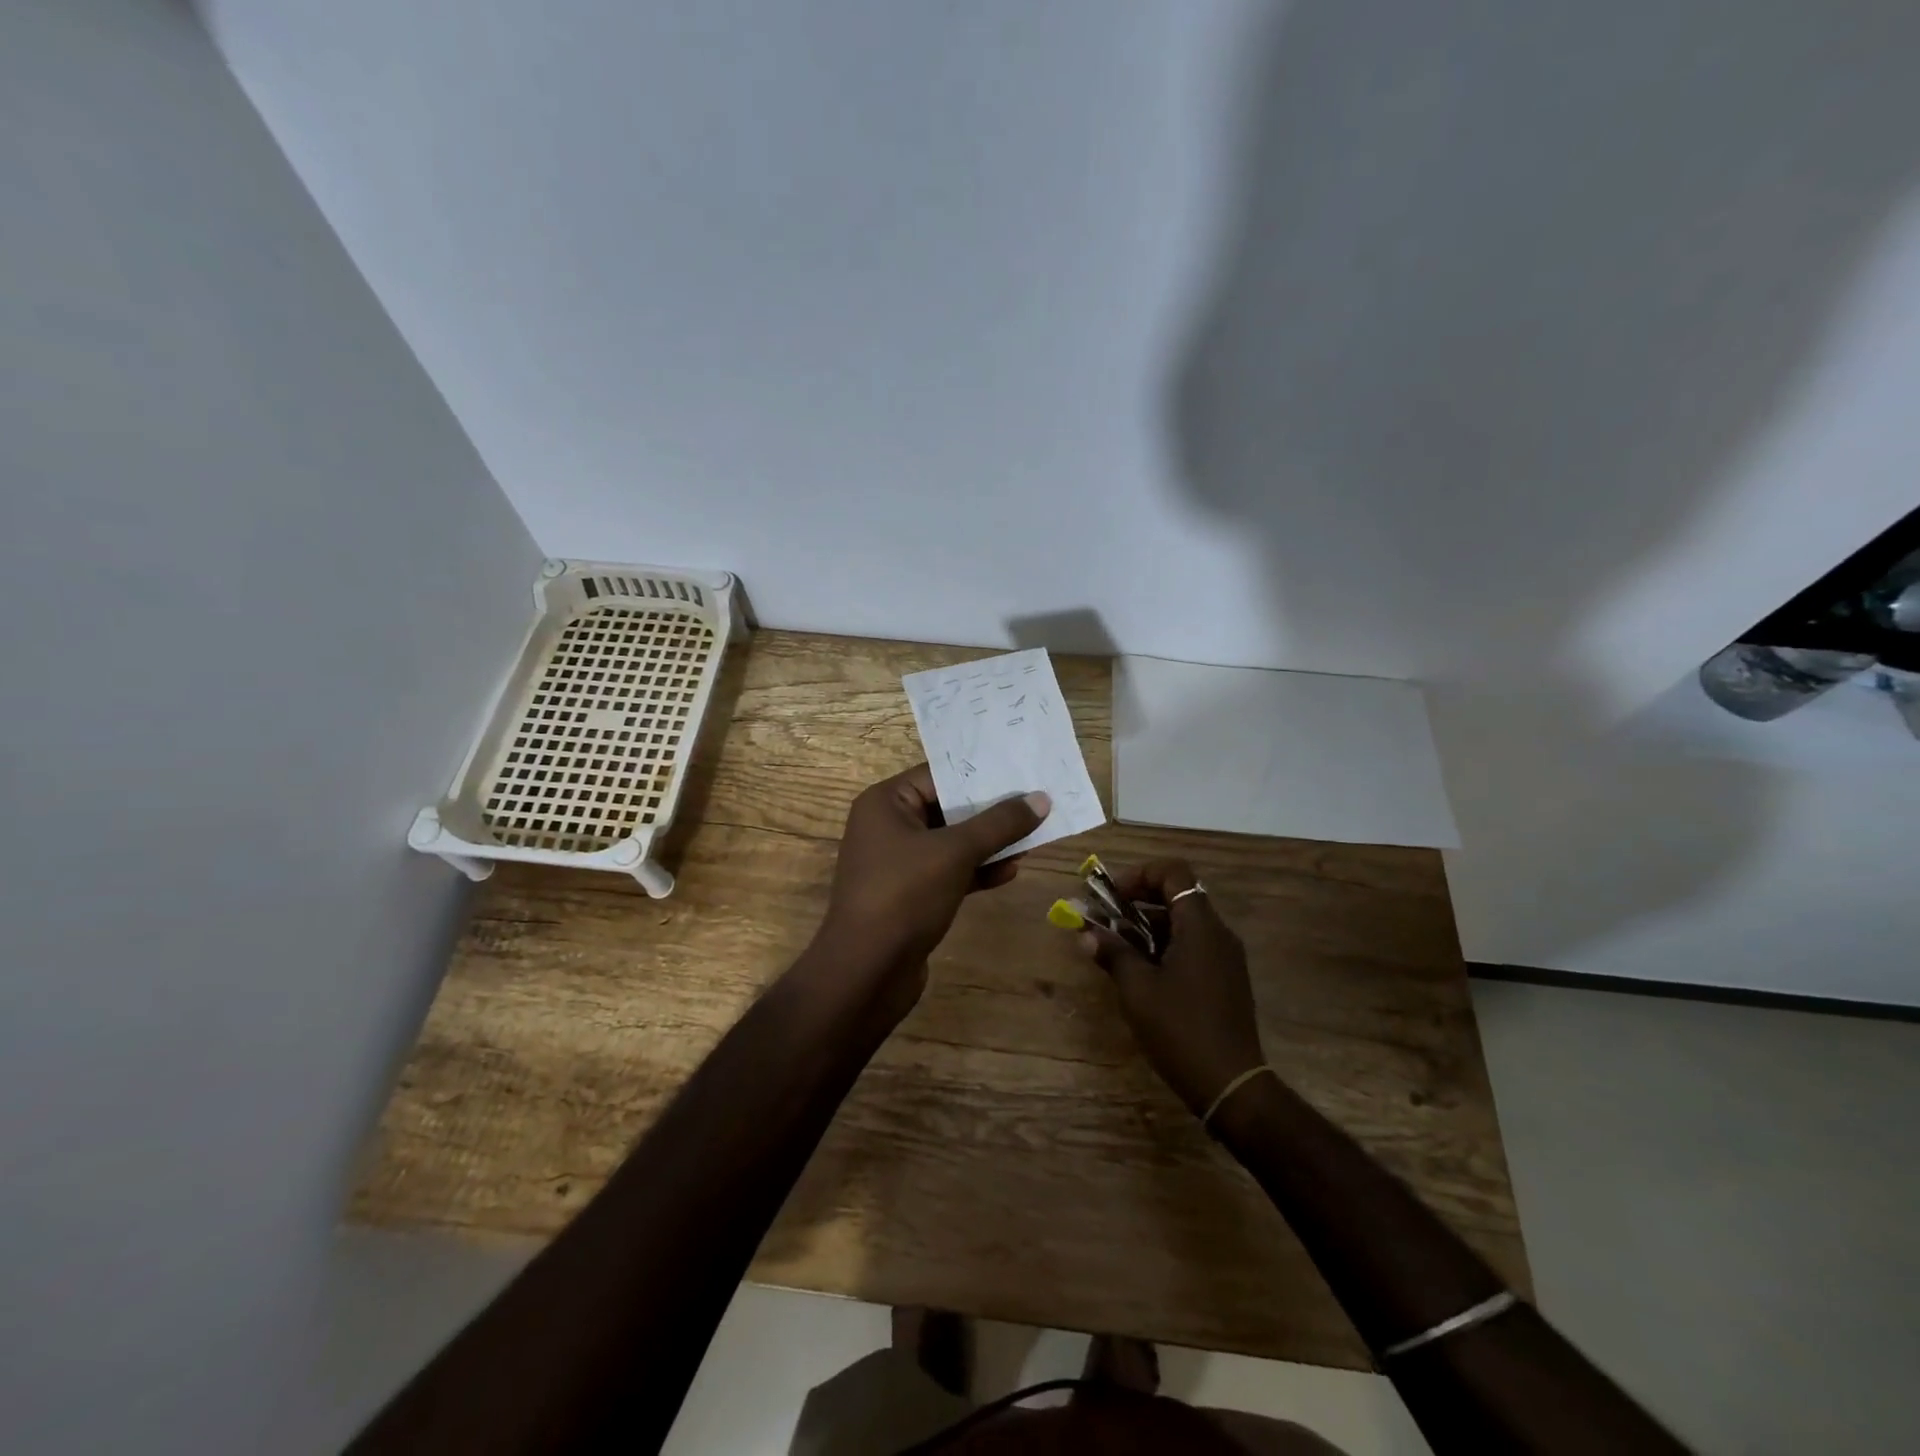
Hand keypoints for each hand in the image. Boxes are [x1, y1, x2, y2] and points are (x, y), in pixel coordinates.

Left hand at [813, 764, 1049, 996]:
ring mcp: (898, 863)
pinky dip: (977, 870)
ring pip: (952, 843)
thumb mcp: (955, 852)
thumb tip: (1041, 799)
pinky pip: (949, 871)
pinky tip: (1010, 872)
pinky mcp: (911, 895)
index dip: (981, 774)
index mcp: (885, 803)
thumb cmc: (905, 895)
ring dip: (989, 843)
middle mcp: (888, 826)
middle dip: (991, 811)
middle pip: (947, 808)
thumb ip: (999, 824)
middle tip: (1037, 803)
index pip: (938, 775)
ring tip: (1033, 838)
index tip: (1022, 772)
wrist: (867, 972)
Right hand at [1078, 860, 1264, 1117]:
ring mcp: (1226, 958)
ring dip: (1150, 926)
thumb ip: (1113, 953)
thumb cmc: (1180, 1029)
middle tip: (1107, 920)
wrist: (1231, 1085)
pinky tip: (1143, 972)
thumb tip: (1086, 933)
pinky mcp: (1227, 980)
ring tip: (1118, 948)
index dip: (1141, 875)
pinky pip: (1194, 946)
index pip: (1174, 872)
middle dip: (1139, 901)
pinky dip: (1166, 946)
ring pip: (1185, 923)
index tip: (1113, 896)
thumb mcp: (1137, 989)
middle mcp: (1219, 934)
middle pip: (1178, 895)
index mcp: (1200, 926)